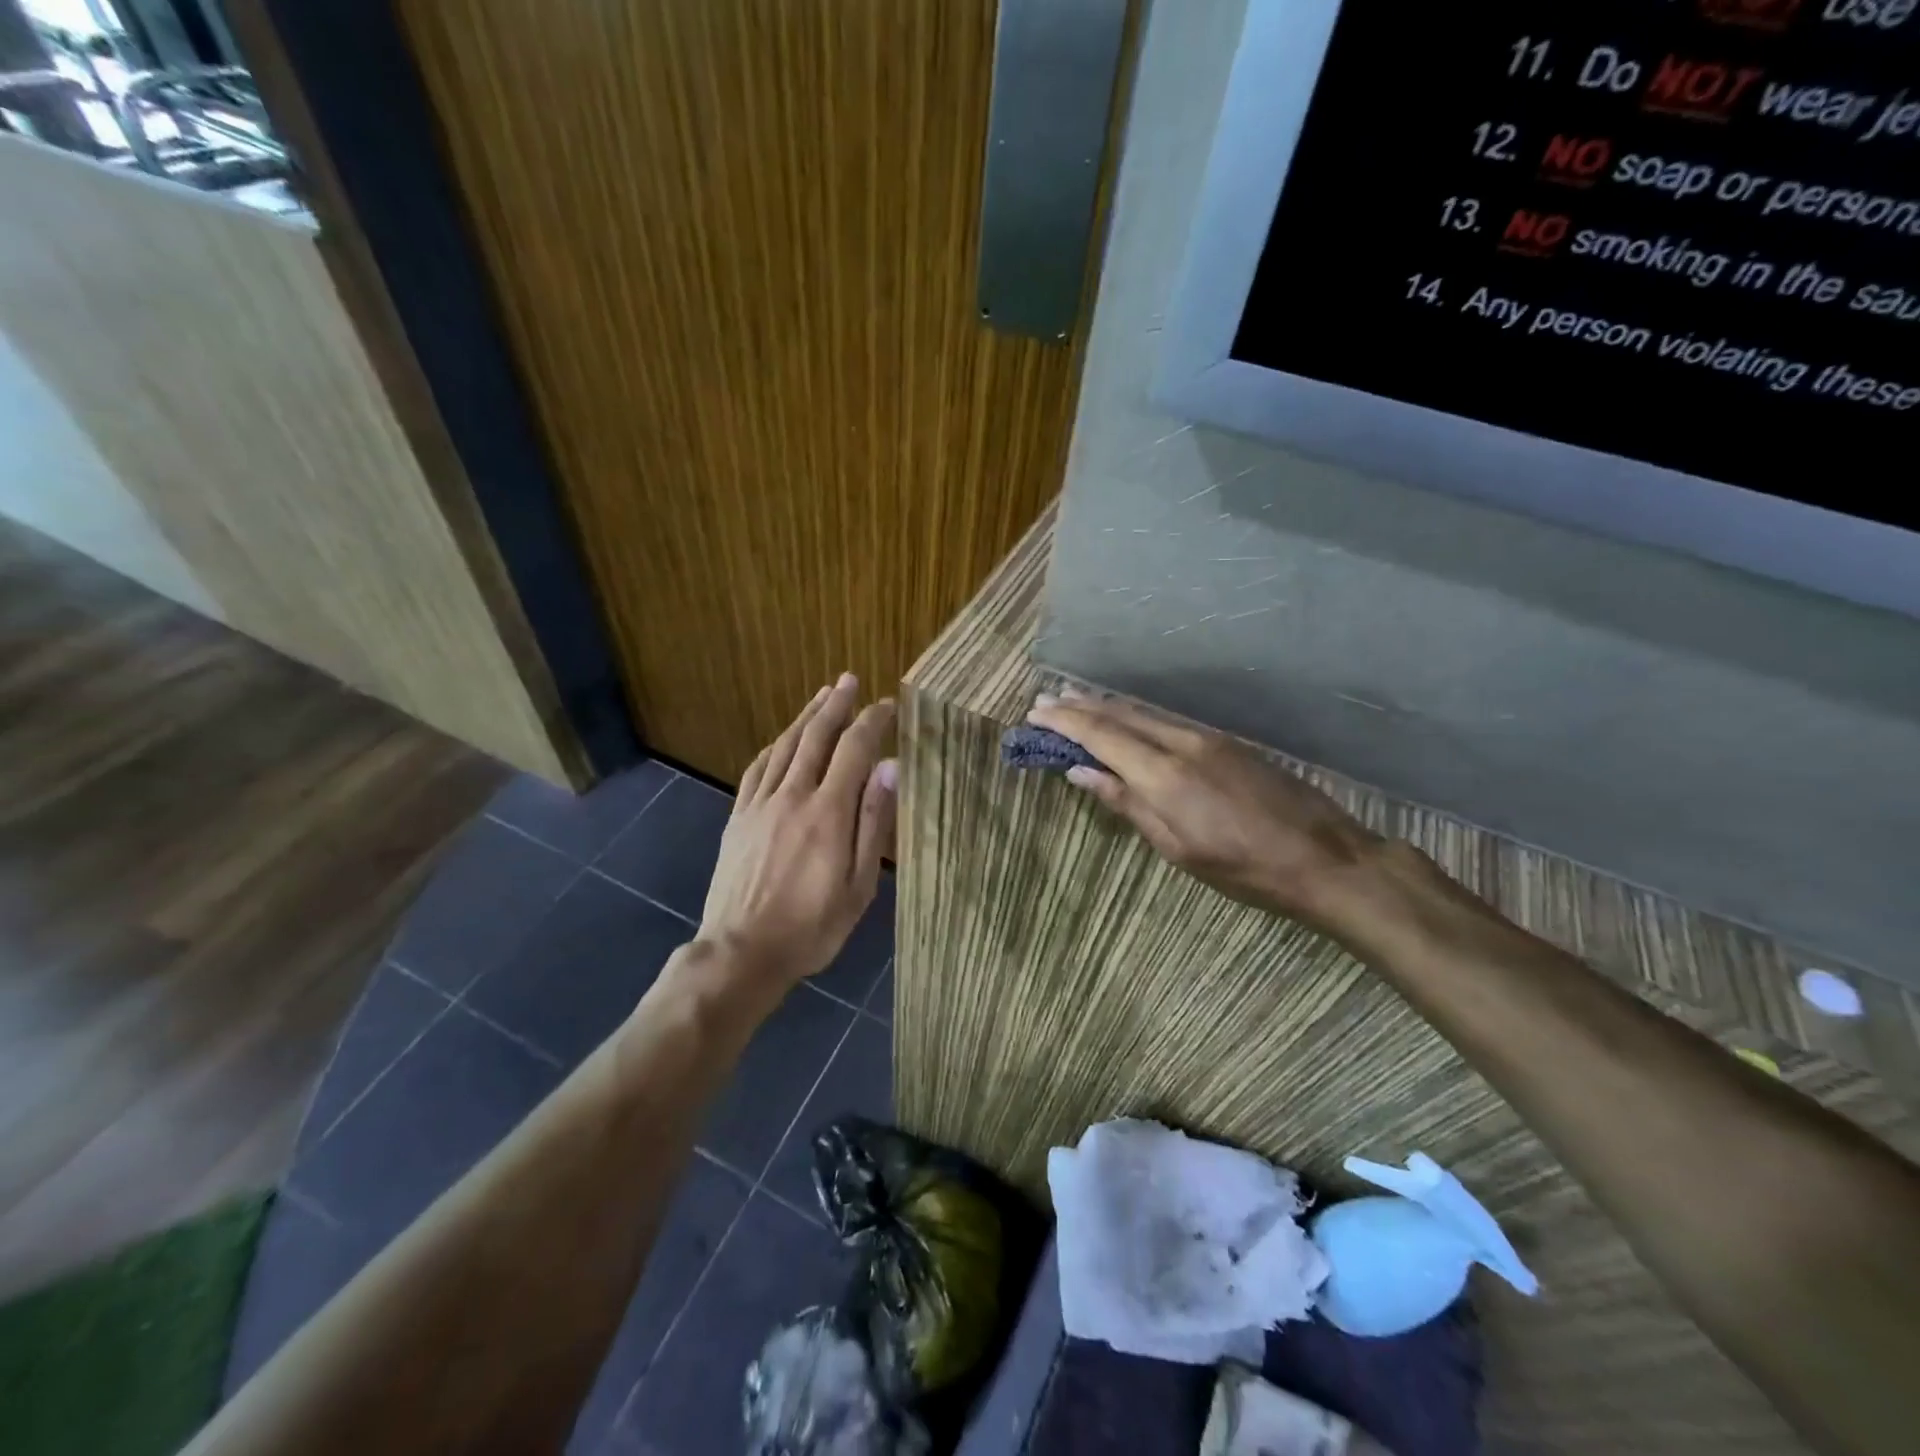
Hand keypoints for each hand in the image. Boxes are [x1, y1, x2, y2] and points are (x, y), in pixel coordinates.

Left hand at [698, 674, 896, 991]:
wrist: (741, 952)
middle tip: (848, 680)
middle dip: (835, 705)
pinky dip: (774, 746)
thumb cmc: (812, 926)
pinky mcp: (739, 817)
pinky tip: (782, 740)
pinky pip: (757, 769)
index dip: (871, 723)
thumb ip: (873, 822)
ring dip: (804, 718)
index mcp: (828, 813)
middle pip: (816, 738)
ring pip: (785, 747)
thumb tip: (889, 768)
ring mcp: (760, 805)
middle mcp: (793, 796)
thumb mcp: (858, 885)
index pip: (854, 750)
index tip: (886, 706)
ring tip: (821, 697)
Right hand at [1027, 689, 1382, 927]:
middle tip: (1047, 699)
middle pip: (1121, 714)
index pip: (1101, 735)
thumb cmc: (1243, 868)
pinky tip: (1128, 721)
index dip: (1065, 722)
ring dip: (1108, 707)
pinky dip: (1137, 718)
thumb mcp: (1177, 848)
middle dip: (1081, 705)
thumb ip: (1127, 804)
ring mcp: (1209, 738)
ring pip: (1145, 714)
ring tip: (1077, 703)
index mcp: (1164, 774)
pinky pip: (1168, 721)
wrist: (1324, 857)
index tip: (1036, 711)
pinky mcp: (1227, 743)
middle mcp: (1182, 743)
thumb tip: (1082, 774)